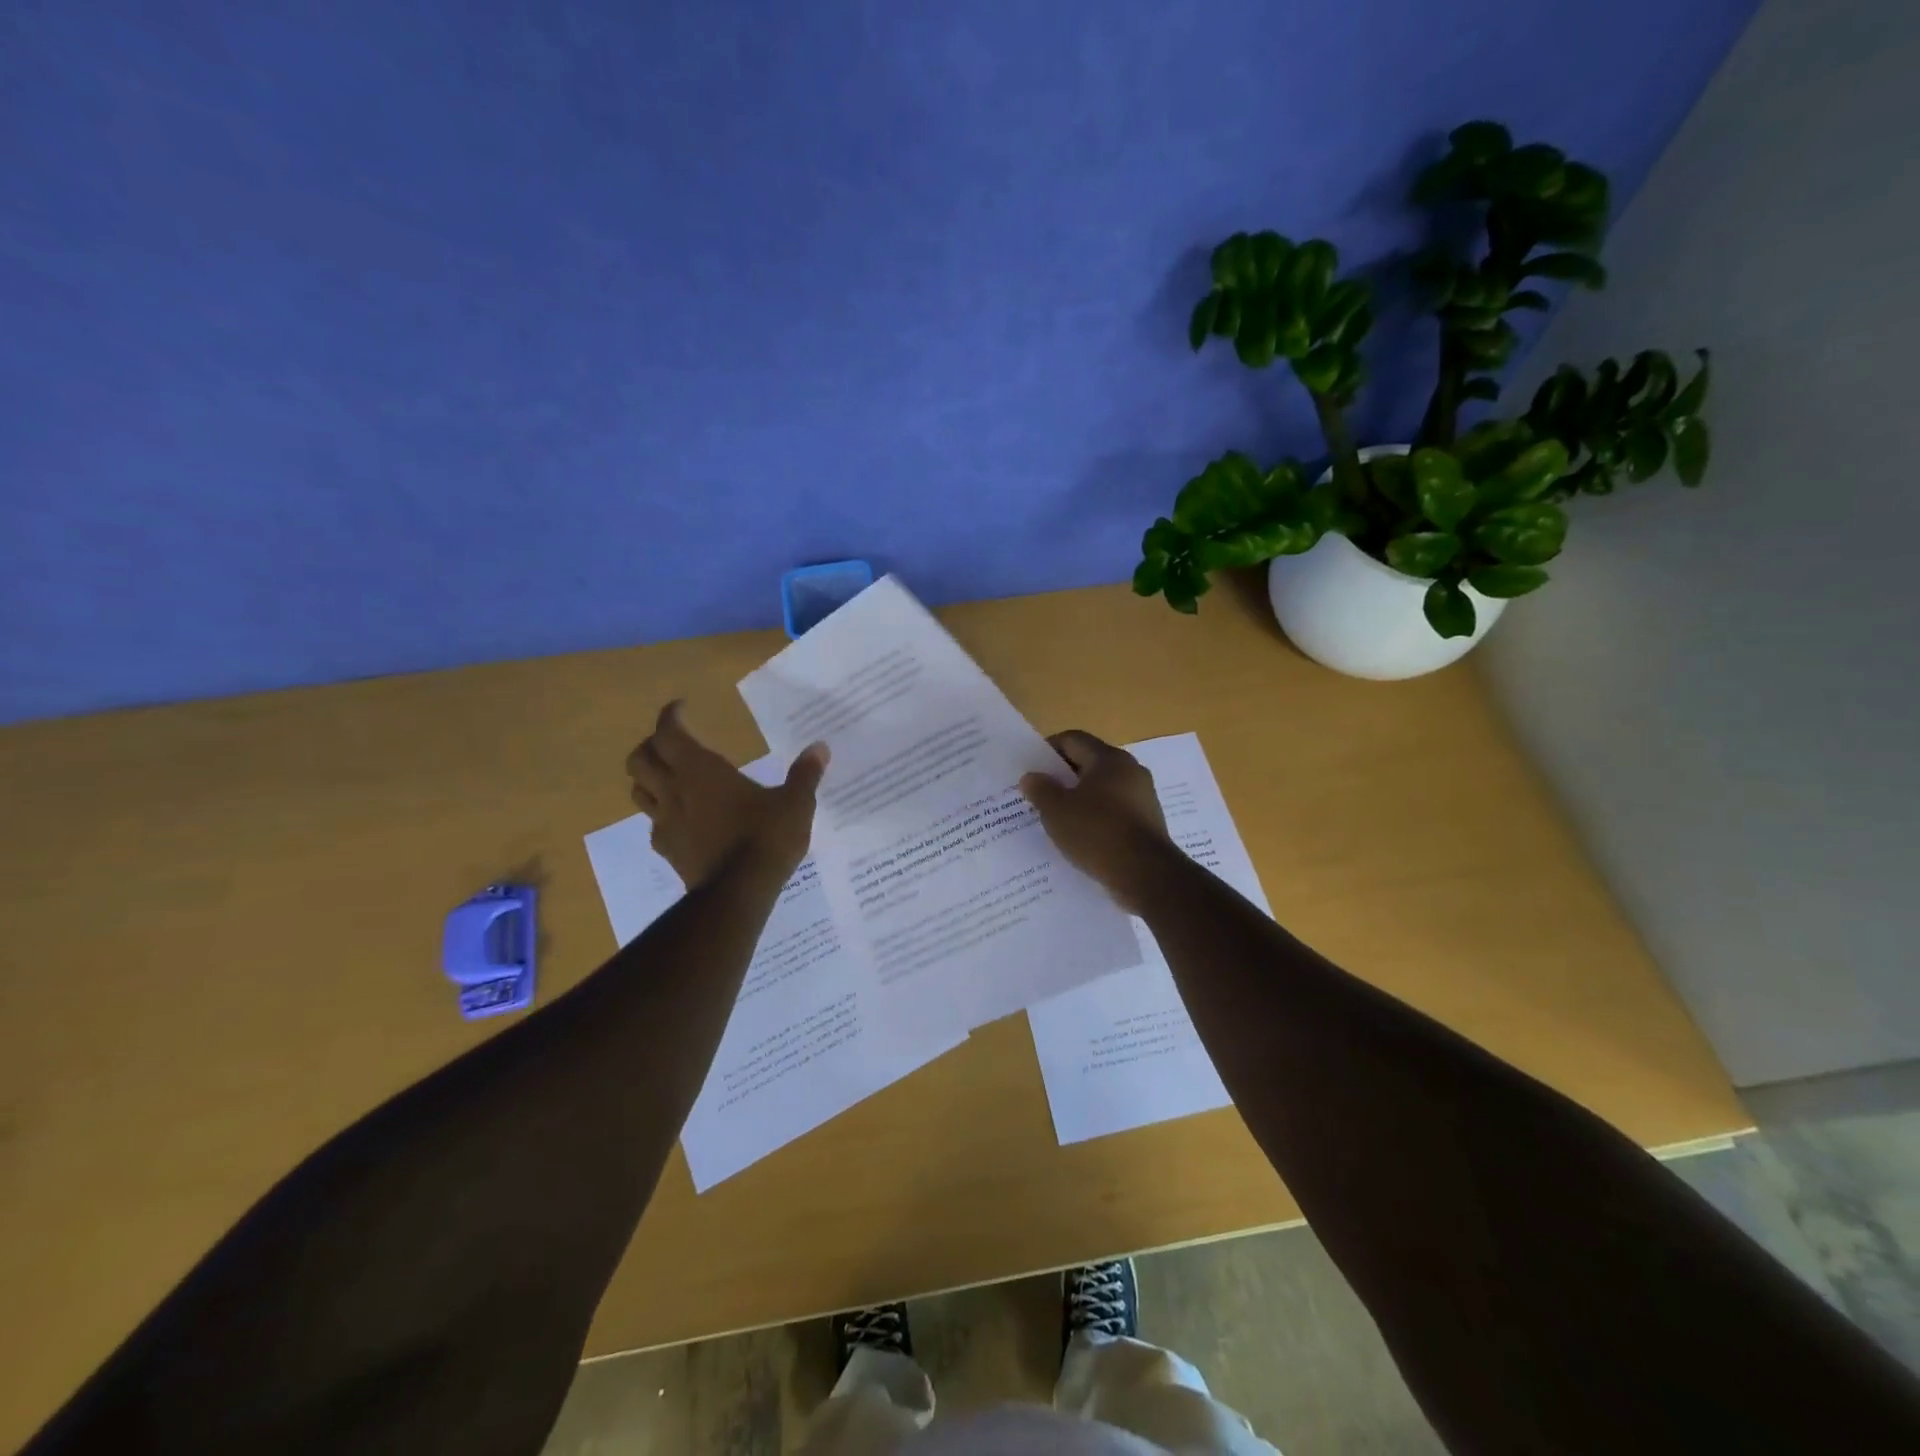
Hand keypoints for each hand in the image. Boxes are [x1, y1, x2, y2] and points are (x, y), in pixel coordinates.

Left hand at [626, 702, 828, 887]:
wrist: (738, 892)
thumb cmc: (765, 838)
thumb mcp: (795, 803)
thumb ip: (805, 774)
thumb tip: (821, 747)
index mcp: (701, 770)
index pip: (668, 733)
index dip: (671, 716)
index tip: (682, 708)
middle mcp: (675, 790)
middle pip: (640, 759)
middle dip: (652, 745)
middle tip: (673, 742)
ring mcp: (666, 822)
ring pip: (637, 791)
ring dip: (648, 778)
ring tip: (668, 776)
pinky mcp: (668, 850)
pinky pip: (653, 824)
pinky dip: (660, 814)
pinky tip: (680, 819)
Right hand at [1020, 730, 1173, 914]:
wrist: (1146, 875)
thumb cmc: (1097, 833)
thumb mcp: (1057, 811)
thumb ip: (1040, 790)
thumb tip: (1031, 777)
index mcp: (1109, 759)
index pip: (1073, 739)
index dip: (1048, 750)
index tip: (1031, 769)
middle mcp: (1131, 770)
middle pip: (1089, 763)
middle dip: (1063, 777)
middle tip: (1040, 795)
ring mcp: (1143, 797)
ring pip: (1103, 789)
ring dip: (1080, 800)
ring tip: (1057, 819)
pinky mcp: (1148, 822)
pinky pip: (1115, 812)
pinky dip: (1097, 818)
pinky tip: (1082, 837)